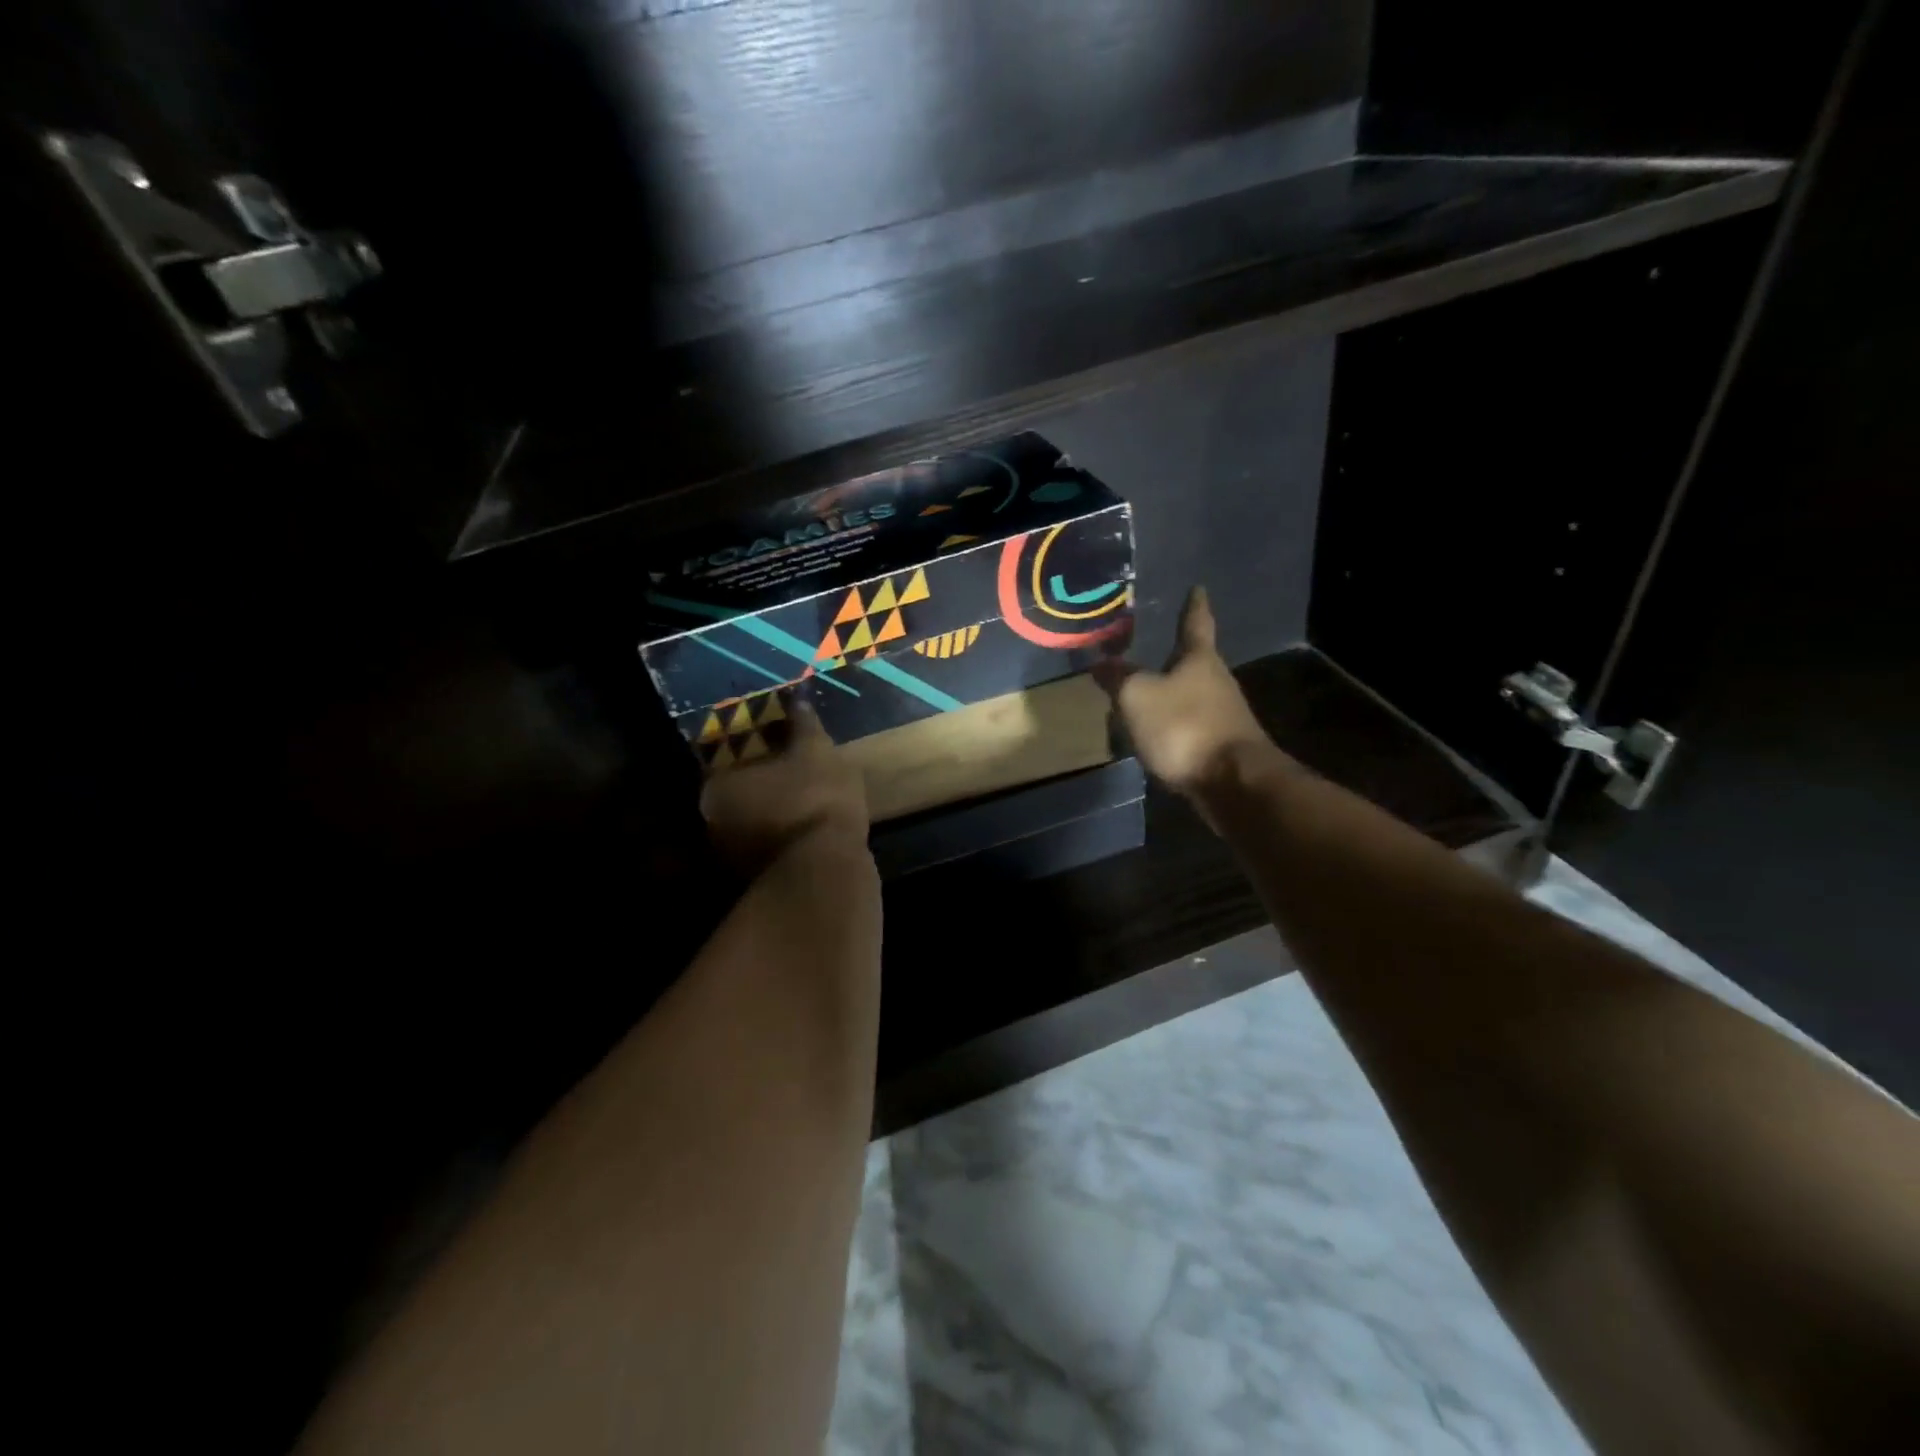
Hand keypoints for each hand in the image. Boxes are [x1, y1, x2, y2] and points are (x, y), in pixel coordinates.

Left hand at [699, 698, 869, 875]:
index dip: (750, 752)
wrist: (828, 870)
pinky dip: (781, 840)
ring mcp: (733, 860)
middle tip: (788, 772)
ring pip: (751, 826)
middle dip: (758, 786)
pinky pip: (768, 850)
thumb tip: (797, 700)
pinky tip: (806, 830)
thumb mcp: (816, 751)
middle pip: (736, 796)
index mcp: (716, 788)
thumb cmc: (814, 798)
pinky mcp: (757, 884)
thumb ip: (804, 726)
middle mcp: (712, 825)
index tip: (773, 745)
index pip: (725, 761)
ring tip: (801, 801)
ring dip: (769, 815)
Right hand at [1093, 587, 1285, 801]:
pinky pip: (1190, 727)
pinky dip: (1173, 726)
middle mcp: (1217, 682)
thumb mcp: (1137, 696)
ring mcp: (1224, 716)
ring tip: (1145, 697)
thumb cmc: (1184, 726)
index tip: (1198, 589)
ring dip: (1171, 695)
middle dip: (1176, 657)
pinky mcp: (1221, 747)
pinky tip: (1156, 736)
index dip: (1194, 606)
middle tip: (1154, 649)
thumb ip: (1118, 678)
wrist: (1232, 782)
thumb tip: (1100, 662)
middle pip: (1196, 663)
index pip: (1195, 623)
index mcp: (1200, 660)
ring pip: (1192, 697)